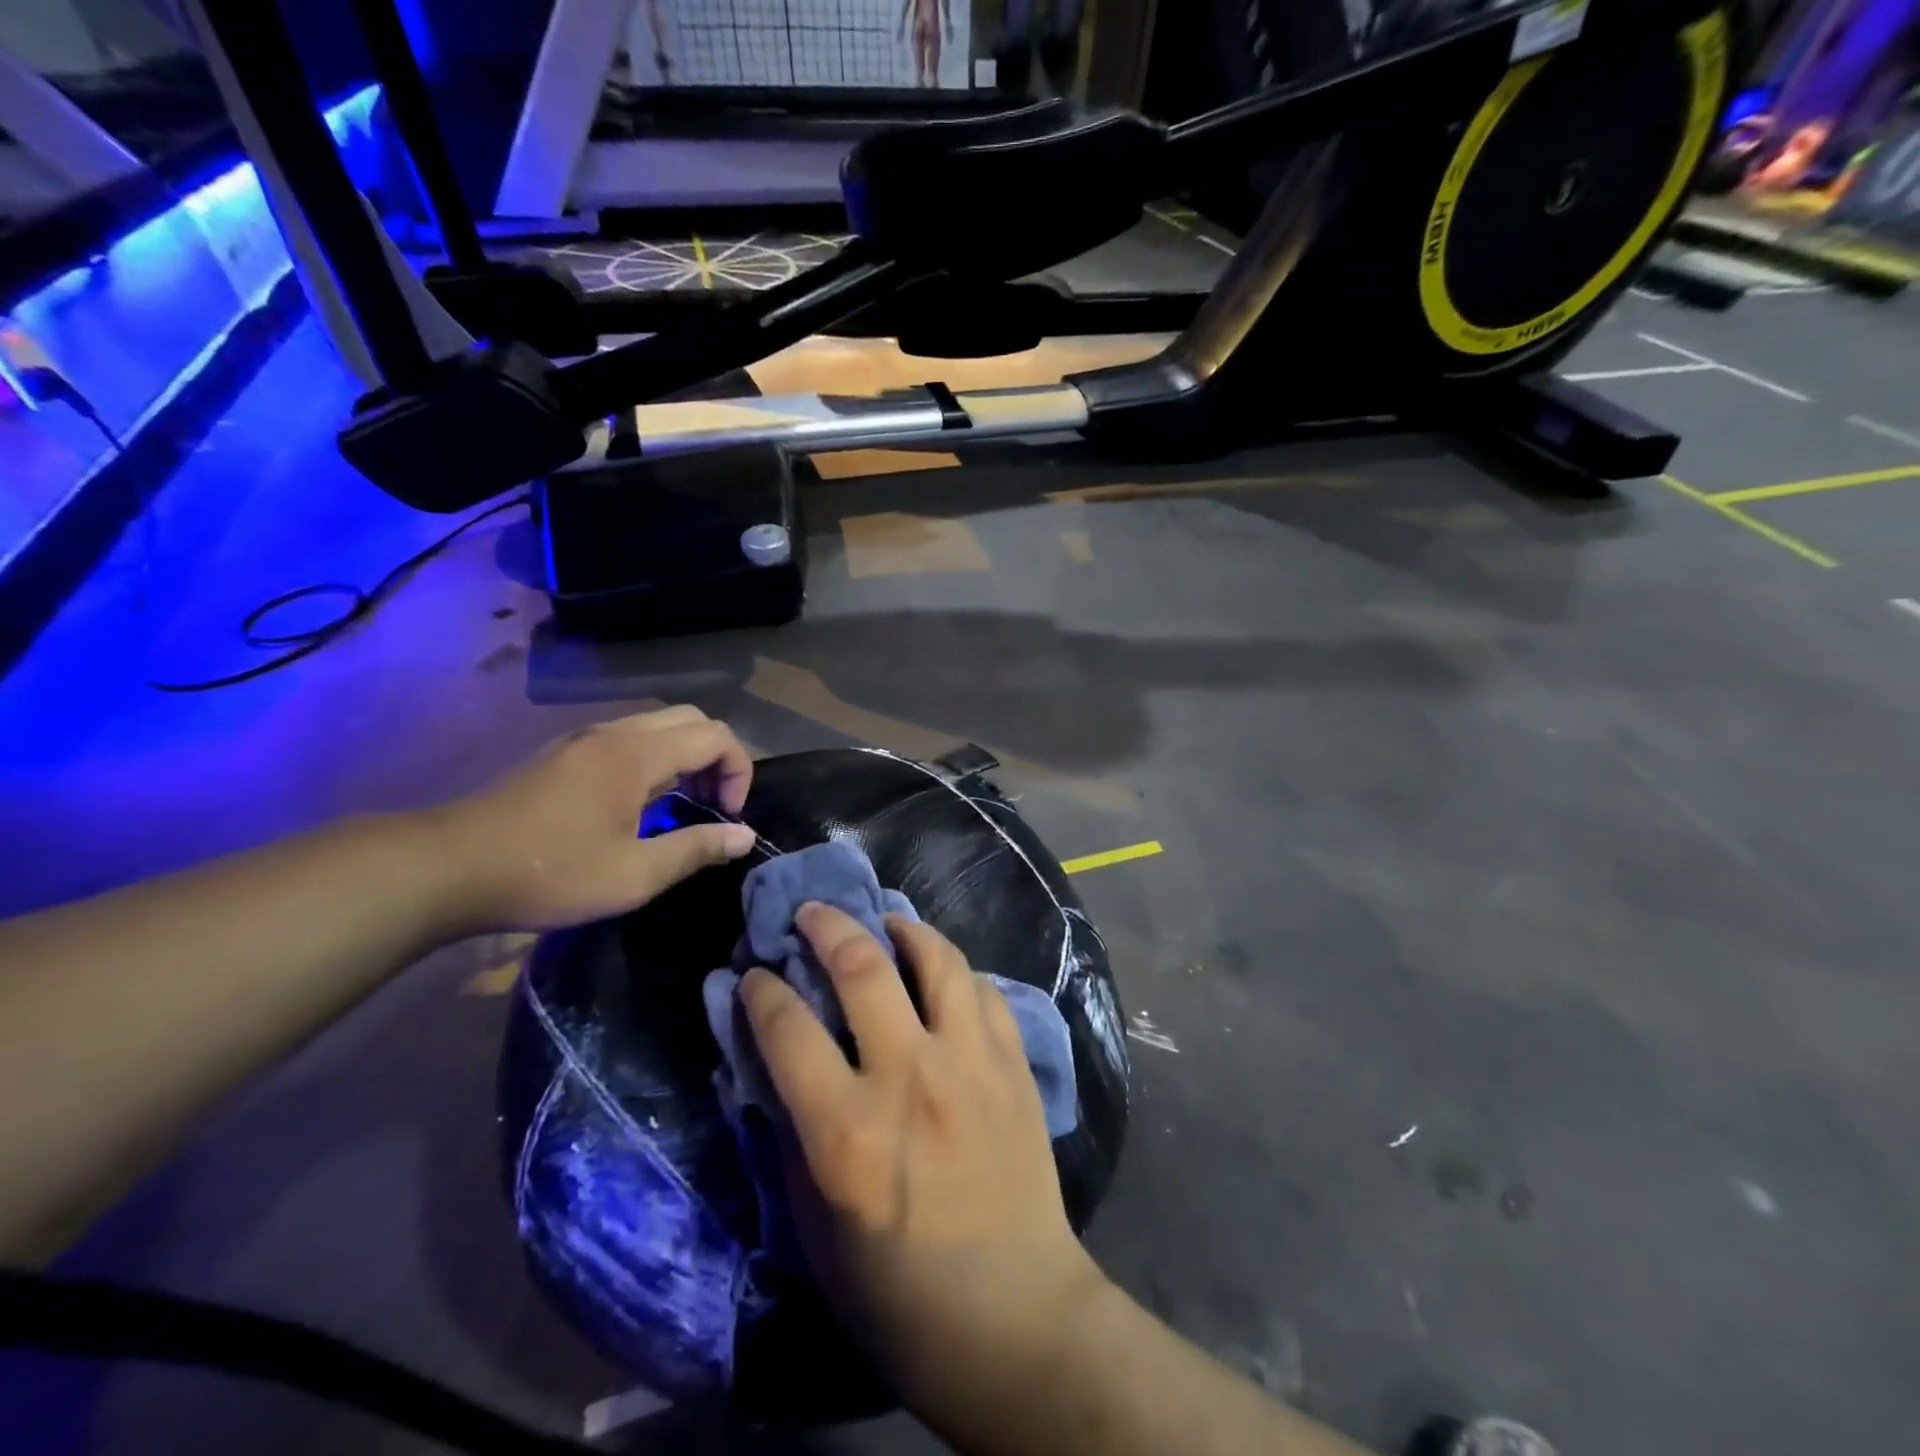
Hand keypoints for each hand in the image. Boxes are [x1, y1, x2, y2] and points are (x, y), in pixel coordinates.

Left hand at [425, 706, 755, 934]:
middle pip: (691, 719)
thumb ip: (696, 849)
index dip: (739, 771)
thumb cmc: (550, 872)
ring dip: (686, 756)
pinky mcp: (562, 754)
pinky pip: (629, 737)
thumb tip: (745, 836)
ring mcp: (584, 740)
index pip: (715, 736)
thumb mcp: (634, 875)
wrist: (447, 868)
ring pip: (658, 725)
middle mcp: (614, 733)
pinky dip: (656, 758)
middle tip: (713, 804)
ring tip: (683, 804)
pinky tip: (640, 802)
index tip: (729, 815)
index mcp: (637, 755)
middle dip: (717, 757)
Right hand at [741, 905, 1109, 1428]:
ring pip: (936, 959)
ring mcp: (970, 1063)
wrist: (1012, 1314)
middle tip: (811, 912)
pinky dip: (954, 970)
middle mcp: (910, 1078)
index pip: (788, 1028)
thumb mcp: (815, 1227)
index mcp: (847, 1131)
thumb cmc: (897, 1290)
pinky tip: (941, 973)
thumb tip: (774, 1062)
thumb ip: (792, 1134)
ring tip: (884, 921)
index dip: (762, 989)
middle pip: (862, 967)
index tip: (755, 974)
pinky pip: (982, 989)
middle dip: (827, 926)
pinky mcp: (1013, 1064)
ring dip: (903, 928)